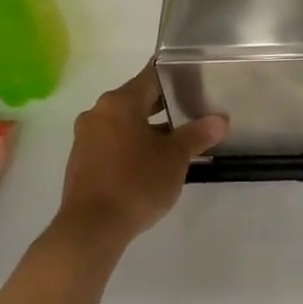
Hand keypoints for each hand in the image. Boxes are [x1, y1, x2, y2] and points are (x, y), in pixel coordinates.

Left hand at [56, 66, 225, 247]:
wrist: (91, 228)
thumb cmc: (136, 182)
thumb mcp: (175, 158)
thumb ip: (197, 135)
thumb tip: (220, 120)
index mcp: (119, 102)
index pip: (151, 76)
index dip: (175, 75)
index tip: (195, 77)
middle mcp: (98, 113)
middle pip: (137, 99)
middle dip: (165, 105)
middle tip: (194, 110)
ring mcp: (86, 138)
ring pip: (124, 123)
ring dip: (149, 128)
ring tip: (178, 140)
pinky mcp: (82, 161)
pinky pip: (113, 142)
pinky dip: (132, 145)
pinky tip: (152, 162)